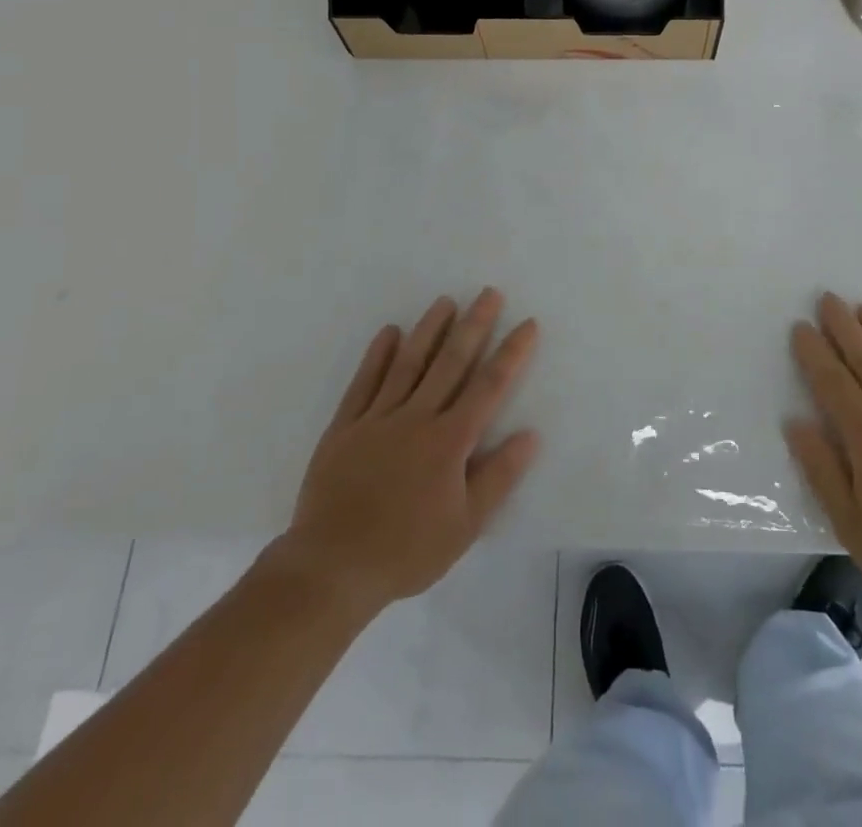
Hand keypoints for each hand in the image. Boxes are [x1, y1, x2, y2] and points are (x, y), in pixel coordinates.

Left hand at [264, 288, 540, 614]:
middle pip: (451, 362)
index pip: (488, 386)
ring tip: (445, 301)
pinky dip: (378, 355)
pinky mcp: (345, 426)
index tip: (527, 324)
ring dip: (429, 329)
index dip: (511, 353)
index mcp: (449, 440)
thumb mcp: (465, 526)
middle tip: (489, 293)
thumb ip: (498, 476)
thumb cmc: (406, 550)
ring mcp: (377, 418)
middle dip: (474, 325)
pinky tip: (390, 332)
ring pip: (409, 363)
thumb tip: (530, 434)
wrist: (331, 568)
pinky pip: (364, 382)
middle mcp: (416, 417)